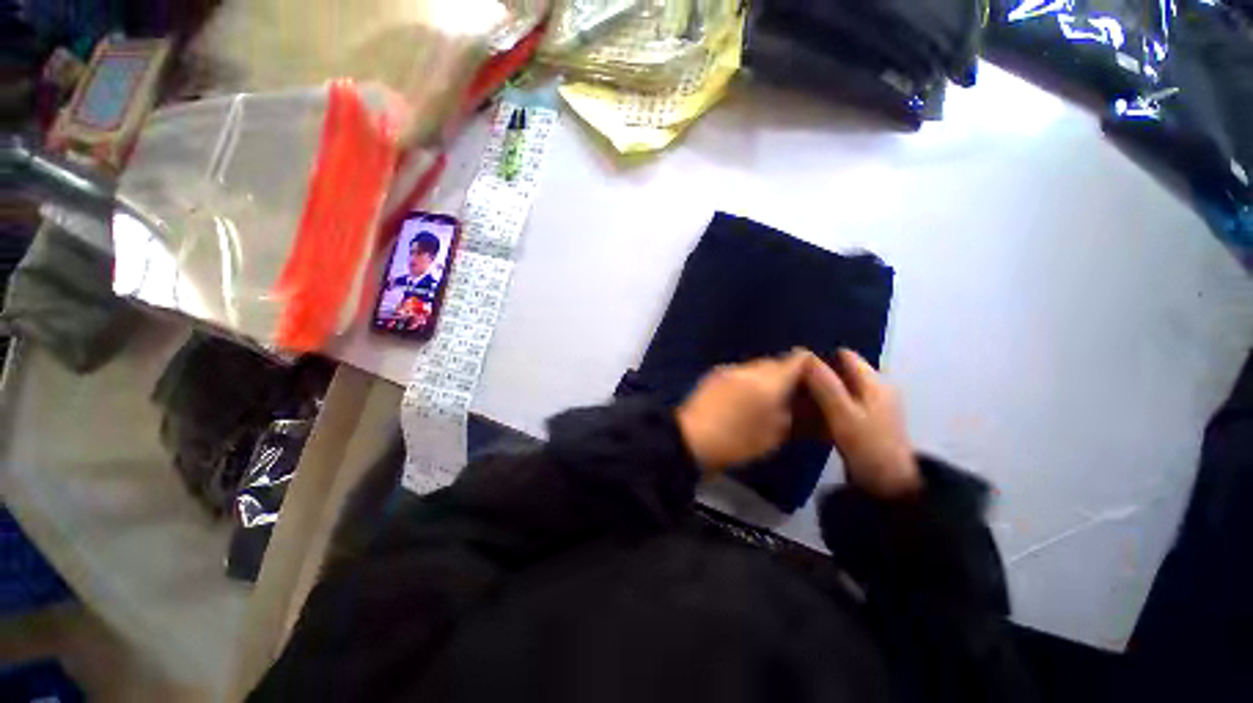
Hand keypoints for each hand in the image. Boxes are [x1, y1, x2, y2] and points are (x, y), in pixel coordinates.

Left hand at [677, 349, 813, 473]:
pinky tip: (742, 398)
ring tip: (763, 399)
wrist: (690, 437)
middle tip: (789, 395)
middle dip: (785, 375)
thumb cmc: (737, 441)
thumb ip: (791, 413)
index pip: (798, 359)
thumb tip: (798, 401)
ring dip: (764, 377)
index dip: (810, 368)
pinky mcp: (713, 374)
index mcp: (769, 381)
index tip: (814, 382)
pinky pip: (739, 372)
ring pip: (756, 366)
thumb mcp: (774, 434)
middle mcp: (749, 368)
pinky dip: (746, 380)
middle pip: (776, 362)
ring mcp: (729, 369)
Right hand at [805, 349, 920, 497]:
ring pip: (839, 389)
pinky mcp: (865, 421)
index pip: (844, 356)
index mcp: (873, 382)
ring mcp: (871, 406)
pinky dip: (825, 405)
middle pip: (840, 372)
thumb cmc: (867, 445)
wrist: (889, 486)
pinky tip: (810, 415)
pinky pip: (840, 404)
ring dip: (819, 392)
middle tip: (792, 387)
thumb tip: (804, 355)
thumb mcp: (842, 413)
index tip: (796, 369)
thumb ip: (824, 384)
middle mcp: (874, 388)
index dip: (820, 358)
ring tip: (796, 400)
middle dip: (817, 376)